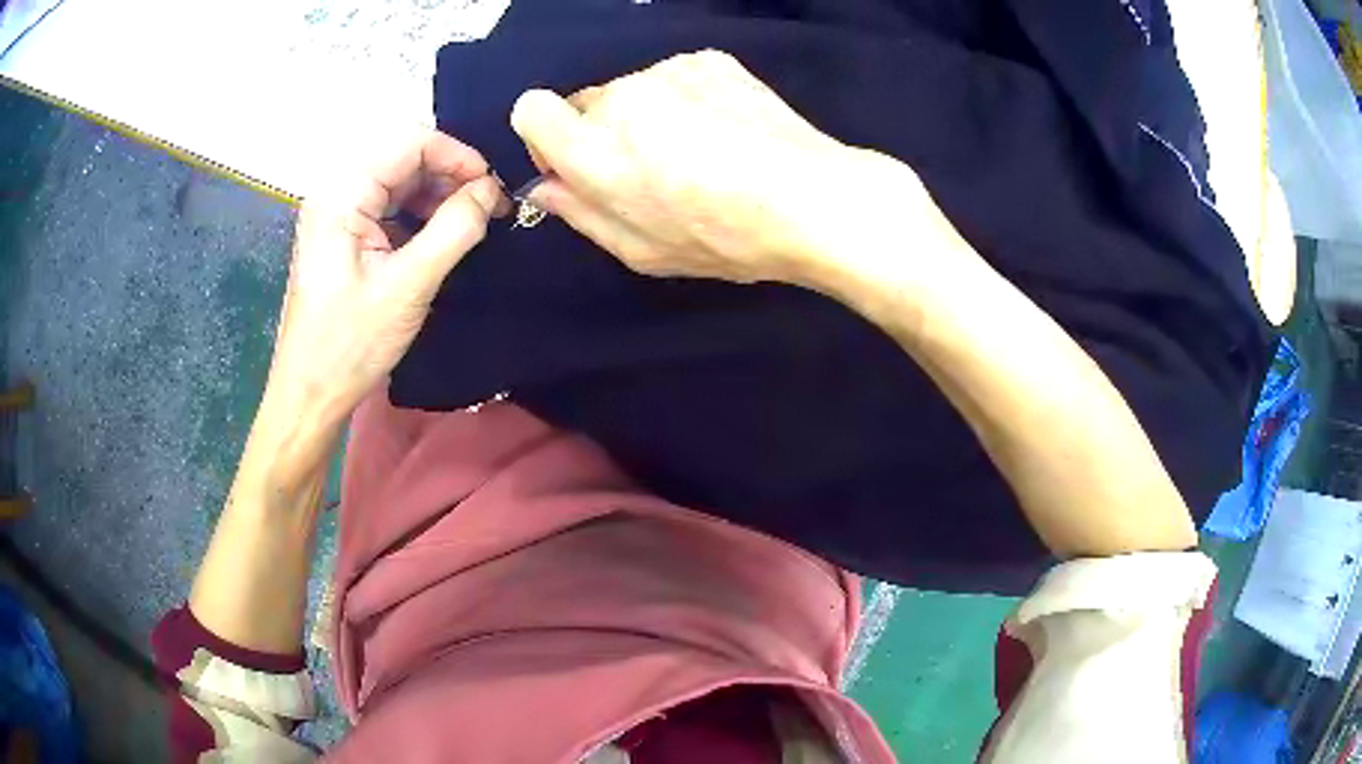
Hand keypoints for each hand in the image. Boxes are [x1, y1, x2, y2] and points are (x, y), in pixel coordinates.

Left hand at [269, 127, 505, 420]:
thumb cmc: (350, 345)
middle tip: (488, 208)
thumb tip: (492, 191)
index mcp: (342, 194)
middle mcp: (336, 192)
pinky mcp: (342, 236)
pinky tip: (441, 238)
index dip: (458, 155)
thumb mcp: (409, 286)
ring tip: (471, 224)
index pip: (409, 141)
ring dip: (438, 195)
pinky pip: (388, 206)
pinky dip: (419, 214)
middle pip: (403, 157)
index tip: (492, 188)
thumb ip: (454, 229)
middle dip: (450, 175)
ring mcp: (337, 214)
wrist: (309, 395)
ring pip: (398, 181)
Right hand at [510, 50, 910, 287]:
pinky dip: (686, 100)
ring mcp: (667, 71)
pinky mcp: (708, 59)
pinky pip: (675, 78)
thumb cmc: (722, 237)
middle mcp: (621, 97)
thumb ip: (579, 212)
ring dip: (649, 116)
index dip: (546, 137)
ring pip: (634, 91)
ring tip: (702, 153)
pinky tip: (725, 130)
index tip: (576, 163)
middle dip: (604, 133)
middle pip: (585, 104)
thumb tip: (544, 186)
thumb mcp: (640, 249)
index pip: (531, 110)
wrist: (810, 198)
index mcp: (594, 150)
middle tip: (655, 170)